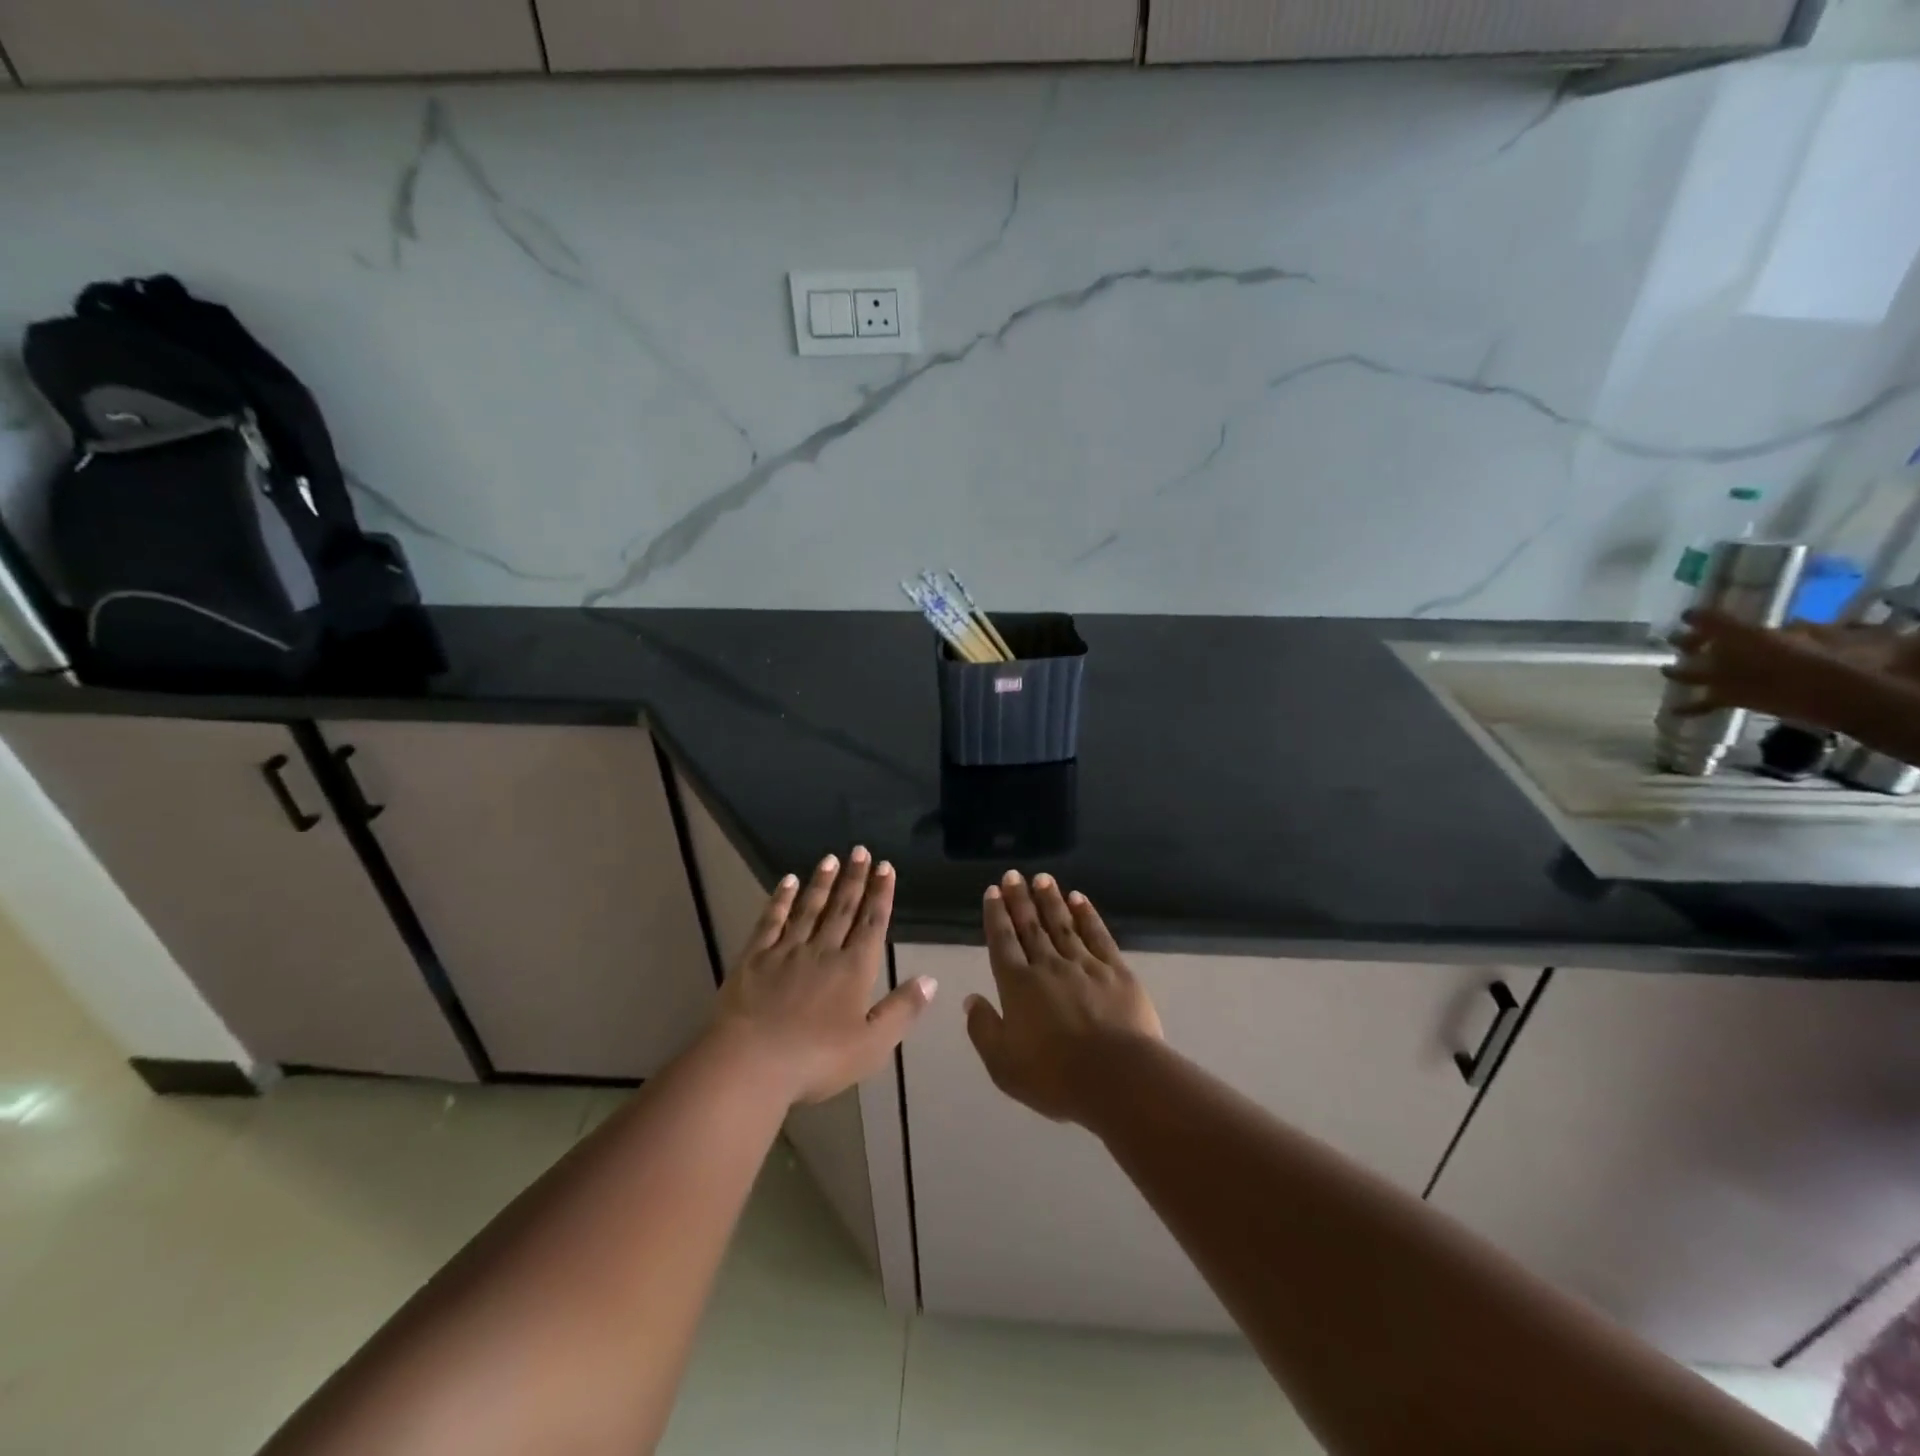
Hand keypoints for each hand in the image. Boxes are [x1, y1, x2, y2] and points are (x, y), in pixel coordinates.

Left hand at [713, 848, 935, 1105]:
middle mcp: (823, 951)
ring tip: (831, 858)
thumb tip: (930, 979)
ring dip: (822, 883)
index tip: (885, 867)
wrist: (750, 1063)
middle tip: (861, 850)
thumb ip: (902, 1010)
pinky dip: (781, 899)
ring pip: (809, 908)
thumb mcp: (872, 1045)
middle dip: (855, 879)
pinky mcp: (754, 958)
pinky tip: (787, 882)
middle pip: (843, 908)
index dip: (880, 894)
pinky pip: (771, 921)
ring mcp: (786, 951)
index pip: (872, 923)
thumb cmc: (816, 1060)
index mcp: (853, 970)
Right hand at [965, 871, 1162, 1125]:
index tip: (993, 891)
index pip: (1003, 942)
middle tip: (1013, 874)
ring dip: (1050, 900)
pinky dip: (1087, 915)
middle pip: (1030, 926)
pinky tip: (1079, 899)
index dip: (996, 915)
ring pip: (1062, 924)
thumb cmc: (1054, 1076)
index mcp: (1017, 986)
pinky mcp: (1116, 970)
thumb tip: (970, 999)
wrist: (1116, 1077)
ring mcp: (1084, 964)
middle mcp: (1047, 966)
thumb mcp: (1003, 1064)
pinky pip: (1097, 935)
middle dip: (1020, 899)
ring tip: (1042, 878)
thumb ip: (983, 1029)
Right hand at [1664, 609, 1875, 728]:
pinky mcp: (1730, 699)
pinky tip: (1672, 710)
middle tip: (1671, 642)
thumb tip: (1720, 617)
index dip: (1700, 619)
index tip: (1684, 617)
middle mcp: (1736, 655)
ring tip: (1665, 672)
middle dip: (1689, 643)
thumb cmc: (1797, 656)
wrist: (1824, 691)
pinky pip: (1704, 703)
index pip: (1716, 622)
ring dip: (1682, 674)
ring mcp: (1731, 678)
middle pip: (1707, 647)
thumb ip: (1733, 624)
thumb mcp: (1760, 633)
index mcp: (1745, 635)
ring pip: (1697, 673)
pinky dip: (1689, 707)